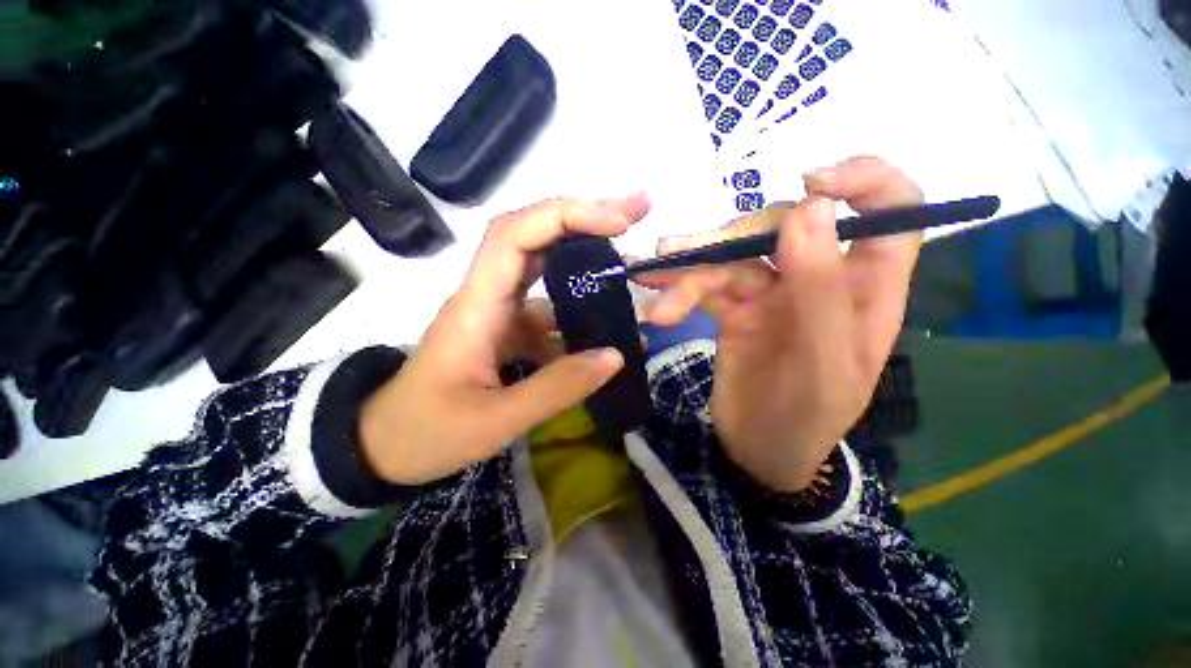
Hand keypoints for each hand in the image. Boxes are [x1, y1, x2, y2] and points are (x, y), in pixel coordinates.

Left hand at [360, 195, 651, 484]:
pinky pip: (549, 315)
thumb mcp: (495, 420)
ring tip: (631, 273)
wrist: (385, 447)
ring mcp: (499, 314)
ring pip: (547, 277)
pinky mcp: (507, 333)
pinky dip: (580, 318)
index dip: (564, 216)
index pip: (515, 235)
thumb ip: (557, 389)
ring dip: (588, 270)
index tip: (616, 220)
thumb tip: (615, 356)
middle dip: (585, 221)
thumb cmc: (426, 432)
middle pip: (534, 239)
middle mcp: (488, 296)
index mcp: (476, 306)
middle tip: (635, 215)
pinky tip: (607, 333)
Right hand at [635, 157, 921, 492]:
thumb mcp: (824, 365)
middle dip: (731, 238)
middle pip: (783, 226)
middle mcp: (820, 278)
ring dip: (690, 265)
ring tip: (654, 274)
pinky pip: (706, 283)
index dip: (864, 181)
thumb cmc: (806, 418)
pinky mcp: (735, 306)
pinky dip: (679, 288)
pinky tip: (657, 300)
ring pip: (733, 255)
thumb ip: (822, 290)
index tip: (813, 182)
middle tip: (682, 256)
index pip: (891, 211)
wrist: (759, 451)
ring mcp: (773, 290)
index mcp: (866, 288)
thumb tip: (809, 210)